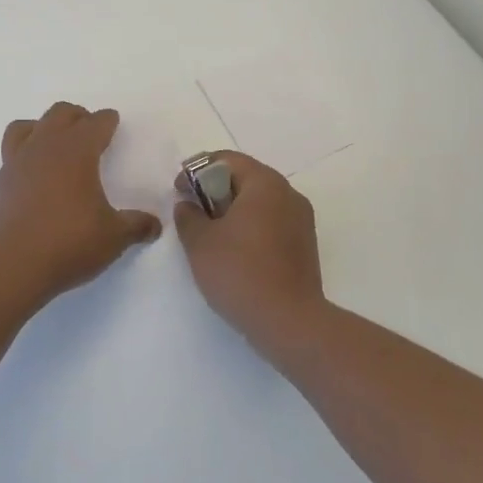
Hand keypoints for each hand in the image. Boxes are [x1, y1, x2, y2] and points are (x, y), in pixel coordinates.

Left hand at [0, 103, 162, 307]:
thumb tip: (155, 224)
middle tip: (89, 130)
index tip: (112, 120)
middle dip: (78, 116)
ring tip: (55, 143)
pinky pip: (11, 153)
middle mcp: (44, 148)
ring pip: (27, 126)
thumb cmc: (69, 244)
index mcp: (76, 152)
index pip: (95, 123)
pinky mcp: (0, 183)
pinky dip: (25, 153)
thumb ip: (136, 226)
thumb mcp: (114, 237)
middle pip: (60, 114)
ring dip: (44, 127)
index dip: (107, 120)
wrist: (12, 267)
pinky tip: (34, 174)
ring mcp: (17, 163)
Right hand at [174, 152, 327, 345]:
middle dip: (214, 190)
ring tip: (209, 233)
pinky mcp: (304, 245)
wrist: (289, 322)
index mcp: (265, 183)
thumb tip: (189, 205)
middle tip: (191, 211)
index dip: (197, 171)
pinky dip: (250, 227)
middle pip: (245, 178)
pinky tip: (233, 251)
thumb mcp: (200, 242)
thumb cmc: (239, 273)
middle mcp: (288, 194)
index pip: (226, 160)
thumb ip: (188, 216)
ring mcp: (301, 220)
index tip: (178, 191)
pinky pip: (272, 222)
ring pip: (260, 202)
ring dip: (232, 209)